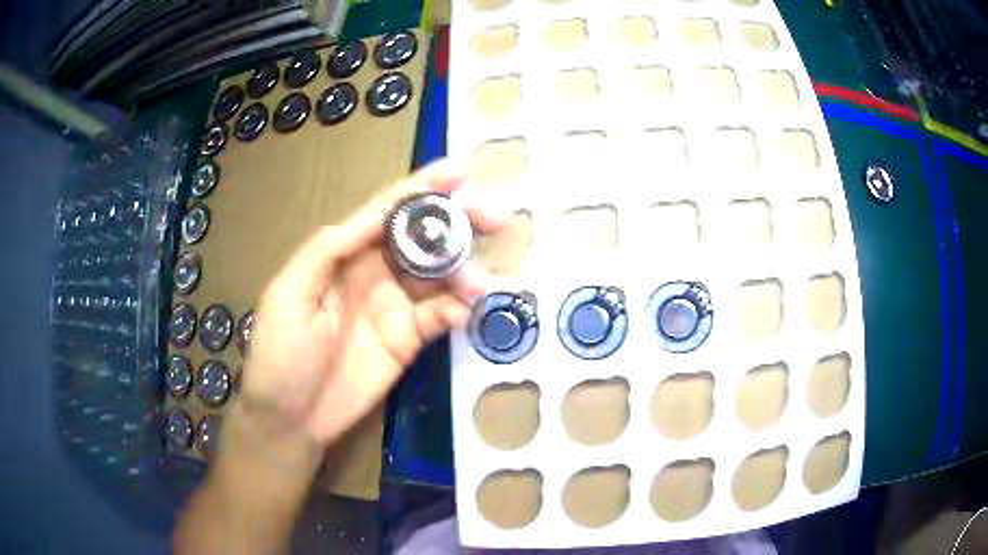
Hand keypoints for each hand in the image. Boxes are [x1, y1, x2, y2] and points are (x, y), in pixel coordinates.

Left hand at [238, 160, 501, 449]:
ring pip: (438, 276)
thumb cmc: (280, 353)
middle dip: (456, 222)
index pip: (386, 212)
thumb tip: (372, 218)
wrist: (291, 417)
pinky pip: (439, 316)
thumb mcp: (289, 294)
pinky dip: (457, 310)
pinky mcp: (408, 340)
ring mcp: (394, 307)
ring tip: (483, 282)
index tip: (457, 171)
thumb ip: (326, 250)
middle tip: (494, 216)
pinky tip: (465, 312)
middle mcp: (374, 272)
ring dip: (465, 271)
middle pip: (421, 237)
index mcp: (343, 254)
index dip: (420, 189)